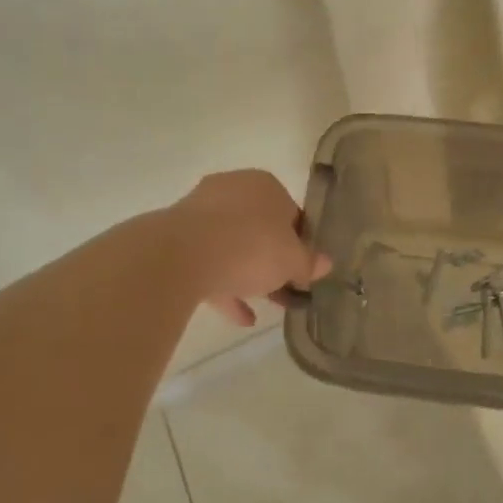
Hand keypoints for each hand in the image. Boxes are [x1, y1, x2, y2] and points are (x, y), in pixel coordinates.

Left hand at [171, 169, 330, 326]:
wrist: (182, 255)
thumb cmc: (251, 246)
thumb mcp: (292, 260)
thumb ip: (309, 263)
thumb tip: (325, 264)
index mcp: (265, 185)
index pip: (291, 213)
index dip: (301, 244)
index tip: (303, 270)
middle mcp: (233, 190)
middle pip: (260, 229)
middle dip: (272, 261)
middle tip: (284, 290)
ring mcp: (201, 212)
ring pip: (232, 246)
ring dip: (247, 276)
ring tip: (263, 309)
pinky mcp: (177, 238)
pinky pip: (208, 262)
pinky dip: (224, 286)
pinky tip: (239, 317)